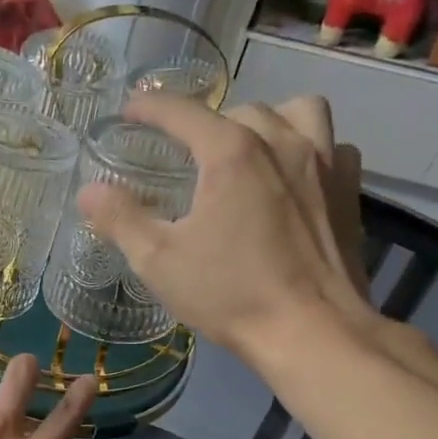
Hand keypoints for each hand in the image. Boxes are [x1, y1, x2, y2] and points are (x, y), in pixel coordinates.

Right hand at [76, 94, 373, 359]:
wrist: (312, 331)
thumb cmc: (230, 294)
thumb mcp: (159, 261)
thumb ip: (121, 219)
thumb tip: (89, 191)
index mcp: (230, 153)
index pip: (182, 112)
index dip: (150, 107)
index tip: (129, 111)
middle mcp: (281, 141)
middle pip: (237, 111)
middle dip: (206, 124)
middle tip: (185, 155)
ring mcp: (324, 162)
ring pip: (295, 111)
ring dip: (266, 122)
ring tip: (247, 152)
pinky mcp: (349, 189)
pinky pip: (331, 145)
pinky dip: (308, 149)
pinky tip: (293, 177)